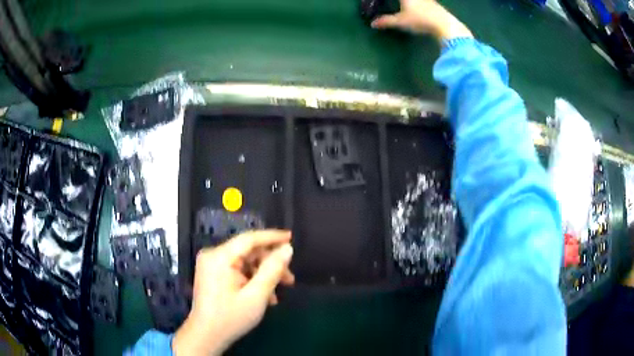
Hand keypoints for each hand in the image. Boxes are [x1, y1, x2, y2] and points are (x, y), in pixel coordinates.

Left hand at [173, 230, 293, 354]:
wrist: (207, 336)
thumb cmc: (231, 317)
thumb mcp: (256, 295)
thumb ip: (272, 270)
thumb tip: (287, 249)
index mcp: (220, 257)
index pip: (249, 239)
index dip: (272, 237)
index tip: (291, 237)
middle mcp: (213, 255)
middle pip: (248, 252)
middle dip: (270, 265)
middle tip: (290, 280)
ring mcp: (211, 265)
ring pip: (245, 262)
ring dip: (263, 275)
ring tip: (277, 294)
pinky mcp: (213, 274)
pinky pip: (237, 270)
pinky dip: (252, 280)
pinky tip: (264, 297)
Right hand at [371, 0, 472, 41]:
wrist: (444, 24)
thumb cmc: (420, 20)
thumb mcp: (401, 22)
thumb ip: (386, 21)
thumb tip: (373, 24)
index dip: (390, 0)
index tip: (382, 1)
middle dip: (401, 2)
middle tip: (400, 4)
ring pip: (419, 0)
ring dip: (412, 2)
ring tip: (407, 5)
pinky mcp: (434, 3)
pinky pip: (425, 1)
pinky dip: (421, 3)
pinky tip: (421, 6)